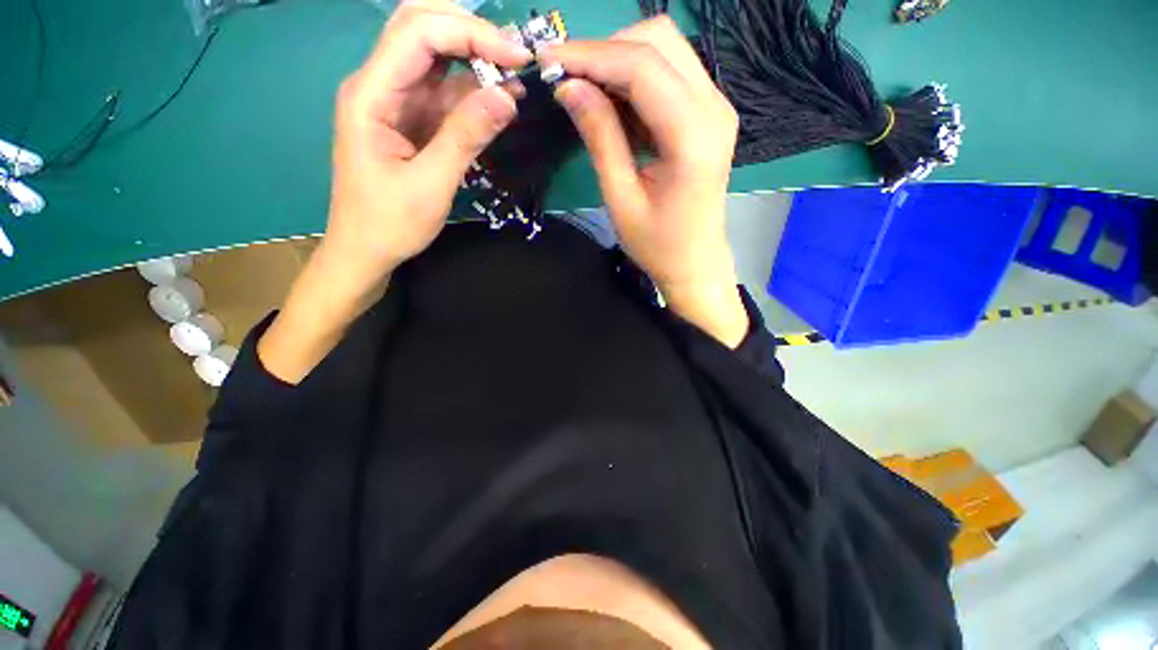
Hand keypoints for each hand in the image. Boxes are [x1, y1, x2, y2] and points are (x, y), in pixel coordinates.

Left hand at [259, 0, 531, 383]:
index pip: (419, 34)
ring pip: (436, 61)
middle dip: (471, 35)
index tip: (517, 57)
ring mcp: (395, 102)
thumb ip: (466, 137)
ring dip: (476, 64)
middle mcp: (380, 85)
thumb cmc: (389, 223)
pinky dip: (472, 95)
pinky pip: (443, 95)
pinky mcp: (410, 121)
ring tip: (516, 81)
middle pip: (422, 30)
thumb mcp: (431, 184)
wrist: (366, 250)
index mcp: (371, 94)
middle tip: (515, 58)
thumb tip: (509, 97)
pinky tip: (498, 104)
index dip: (471, 34)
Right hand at [541, 17, 748, 346]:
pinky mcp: (709, 114)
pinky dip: (635, 78)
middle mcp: (714, 108)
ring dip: (619, 61)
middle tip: (568, 79)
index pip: (642, 67)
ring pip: (665, 49)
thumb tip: (569, 87)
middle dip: (605, 50)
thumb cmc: (658, 244)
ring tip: (586, 93)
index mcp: (693, 137)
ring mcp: (716, 107)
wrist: (695, 262)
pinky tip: (614, 106)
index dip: (590, 55)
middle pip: (659, 40)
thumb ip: (600, 138)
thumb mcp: (621, 198)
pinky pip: (670, 73)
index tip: (547, 60)